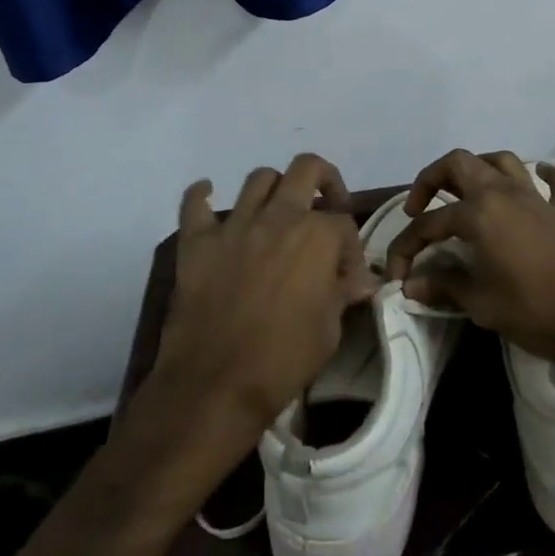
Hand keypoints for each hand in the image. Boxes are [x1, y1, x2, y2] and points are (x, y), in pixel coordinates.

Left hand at [153, 154, 379, 435]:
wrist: (216, 386)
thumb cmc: (283, 360)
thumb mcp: (330, 330)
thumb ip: (342, 293)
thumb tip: (360, 280)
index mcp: (317, 236)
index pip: (344, 223)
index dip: (350, 249)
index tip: (348, 276)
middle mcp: (278, 217)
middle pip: (307, 169)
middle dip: (323, 181)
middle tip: (324, 207)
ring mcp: (235, 226)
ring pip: (259, 179)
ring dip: (274, 188)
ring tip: (276, 211)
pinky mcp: (197, 242)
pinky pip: (195, 204)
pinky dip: (202, 195)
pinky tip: (209, 196)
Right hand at [383, 150, 554, 359]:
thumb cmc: (536, 308)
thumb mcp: (482, 304)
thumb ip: (445, 287)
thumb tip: (411, 284)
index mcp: (479, 213)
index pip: (430, 224)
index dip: (406, 246)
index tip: (397, 274)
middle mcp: (503, 193)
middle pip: (460, 163)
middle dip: (432, 178)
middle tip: (420, 206)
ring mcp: (536, 197)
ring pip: (502, 161)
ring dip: (479, 168)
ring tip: (466, 191)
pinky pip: (553, 183)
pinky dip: (543, 176)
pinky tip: (537, 179)